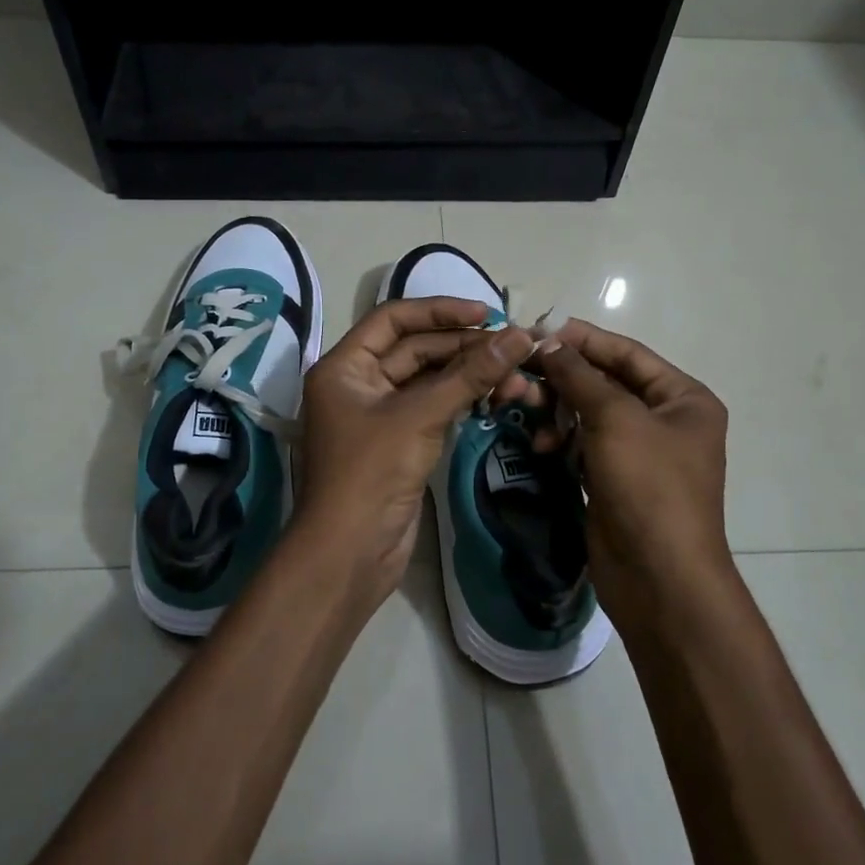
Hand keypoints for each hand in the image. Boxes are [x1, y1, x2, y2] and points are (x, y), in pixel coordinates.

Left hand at [296, 298, 537, 598]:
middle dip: (465, 347)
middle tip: (514, 347)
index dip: (439, 311)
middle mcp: (359, 383)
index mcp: (345, 366)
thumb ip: (470, 375)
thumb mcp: (419, 416)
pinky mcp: (401, 442)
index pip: (394, 319)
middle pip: (416, 349)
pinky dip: (464, 399)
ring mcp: (380, 414)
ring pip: (431, 380)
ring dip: (471, 375)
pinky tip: (498, 396)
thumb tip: (519, 337)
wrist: (350, 553)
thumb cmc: (371, 473)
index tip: (486, 313)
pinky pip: (435, 407)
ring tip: (517, 377)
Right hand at [532, 319, 731, 630]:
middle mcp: (664, 420)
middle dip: (561, 377)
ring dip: (555, 408)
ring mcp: (638, 452)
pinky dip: (561, 440)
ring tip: (521, 405)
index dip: (582, 339)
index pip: (626, 353)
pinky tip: (540, 444)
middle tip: (518, 371)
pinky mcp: (614, 479)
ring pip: (588, 413)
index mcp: (683, 398)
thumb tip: (548, 340)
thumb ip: (579, 376)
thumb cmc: (649, 486)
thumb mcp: (616, 419)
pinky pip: (582, 444)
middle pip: (604, 382)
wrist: (659, 578)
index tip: (537, 329)